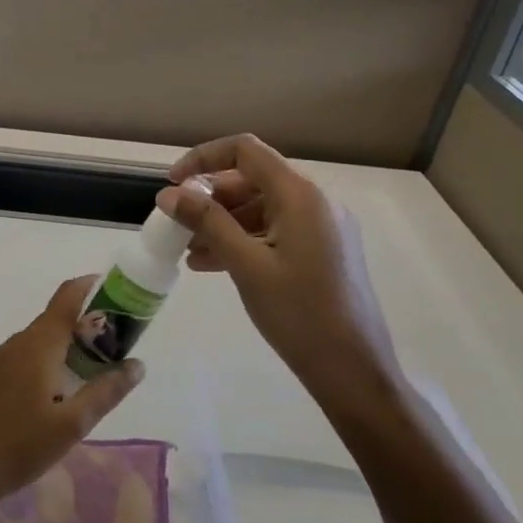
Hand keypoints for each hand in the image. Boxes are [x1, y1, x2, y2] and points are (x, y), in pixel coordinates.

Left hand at [0, 277, 144, 515]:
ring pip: (43, 340)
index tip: (120, 295)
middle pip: (57, 318)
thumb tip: (138, 364)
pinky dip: (51, 361)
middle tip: (119, 346)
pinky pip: (28, 356)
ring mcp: (1, 359)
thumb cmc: (19, 446)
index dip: (93, 287)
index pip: (68, 296)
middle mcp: (19, 342)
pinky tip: (61, 392)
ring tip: (97, 370)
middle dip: (89, 325)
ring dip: (70, 346)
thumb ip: (106, 391)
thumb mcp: (72, 424)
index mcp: (39, 343)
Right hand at [156, 134, 405, 430]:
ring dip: (222, 222)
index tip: (173, 184)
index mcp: (300, 195)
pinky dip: (242, 239)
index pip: (245, 150)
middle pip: (252, 179)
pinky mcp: (323, 252)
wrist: (354, 371)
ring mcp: (322, 228)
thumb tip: (169, 194)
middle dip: (210, 197)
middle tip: (178, 223)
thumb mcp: (245, 264)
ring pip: (261, 207)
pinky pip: (275, 231)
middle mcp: (315, 202)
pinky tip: (211, 263)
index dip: (204, 159)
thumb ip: (206, 222)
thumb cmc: (298, 313)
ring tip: (188, 250)